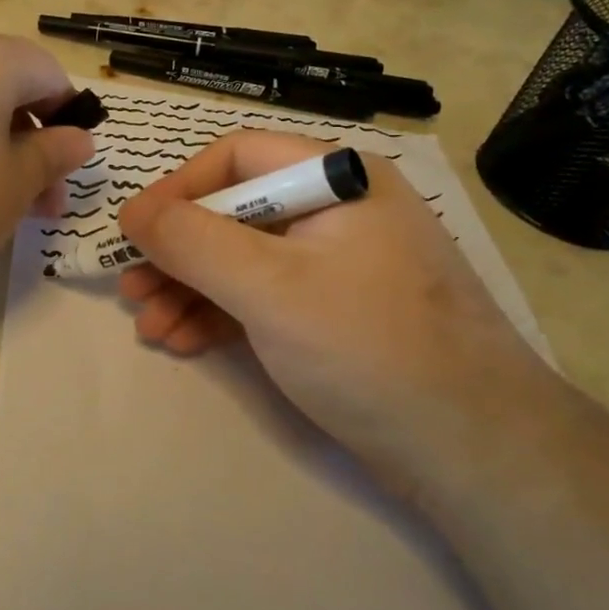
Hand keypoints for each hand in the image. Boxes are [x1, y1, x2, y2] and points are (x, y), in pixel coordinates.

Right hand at [115, 131, 565, 494]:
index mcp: (336, 179)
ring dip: (192, 289)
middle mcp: (339, 210)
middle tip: (132, 291)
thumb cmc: (368, 347)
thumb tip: (133, 212)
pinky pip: (266, 297)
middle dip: (178, 253)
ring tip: (149, 325)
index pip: (237, 158)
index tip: (134, 233)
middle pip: (236, 212)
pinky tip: (185, 341)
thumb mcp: (270, 287)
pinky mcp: (337, 313)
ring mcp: (339, 264)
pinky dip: (223, 315)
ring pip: (246, 260)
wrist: (475, 451)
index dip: (178, 189)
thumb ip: (193, 242)